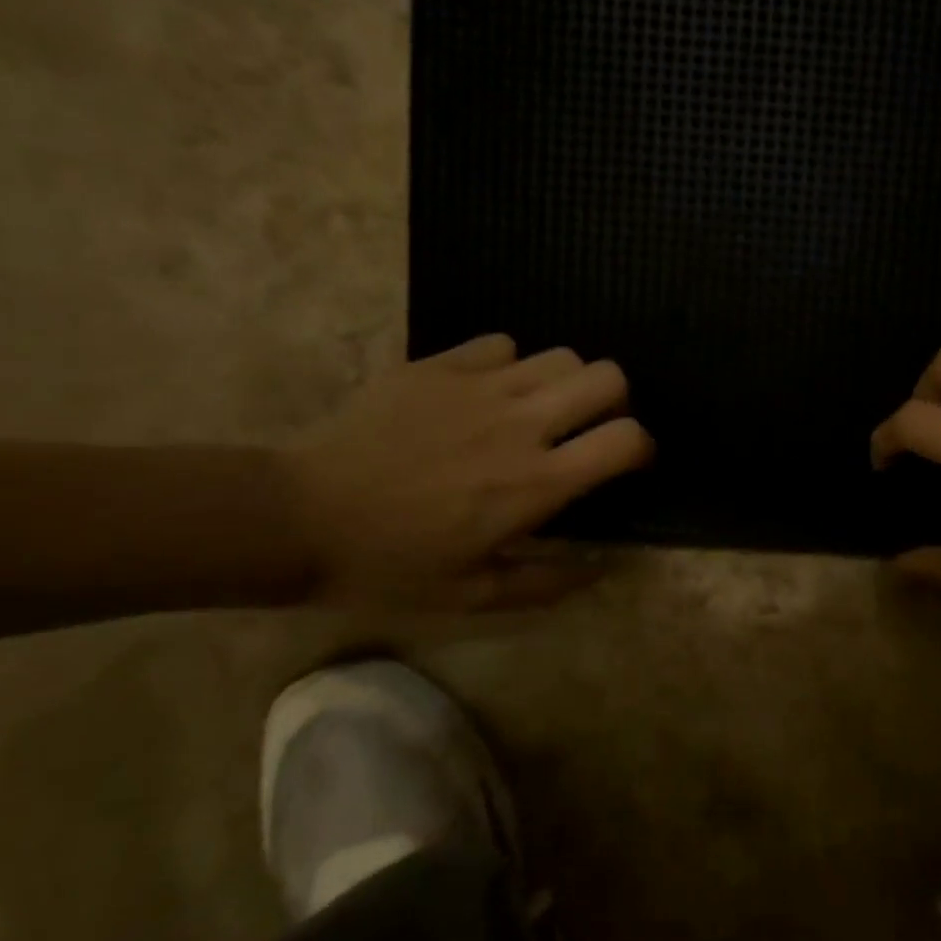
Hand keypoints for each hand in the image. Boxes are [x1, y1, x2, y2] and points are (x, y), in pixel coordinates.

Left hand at [279, 334, 651, 609]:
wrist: (300, 517)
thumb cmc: (392, 565)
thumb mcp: (474, 596)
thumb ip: (548, 582)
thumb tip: (603, 567)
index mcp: (537, 483)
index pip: (626, 439)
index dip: (640, 447)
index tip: (624, 462)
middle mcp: (522, 424)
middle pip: (607, 376)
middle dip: (612, 400)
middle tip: (584, 427)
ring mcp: (479, 386)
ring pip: (560, 354)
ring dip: (563, 382)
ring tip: (536, 409)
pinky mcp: (438, 364)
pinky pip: (501, 344)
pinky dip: (509, 366)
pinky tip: (484, 394)